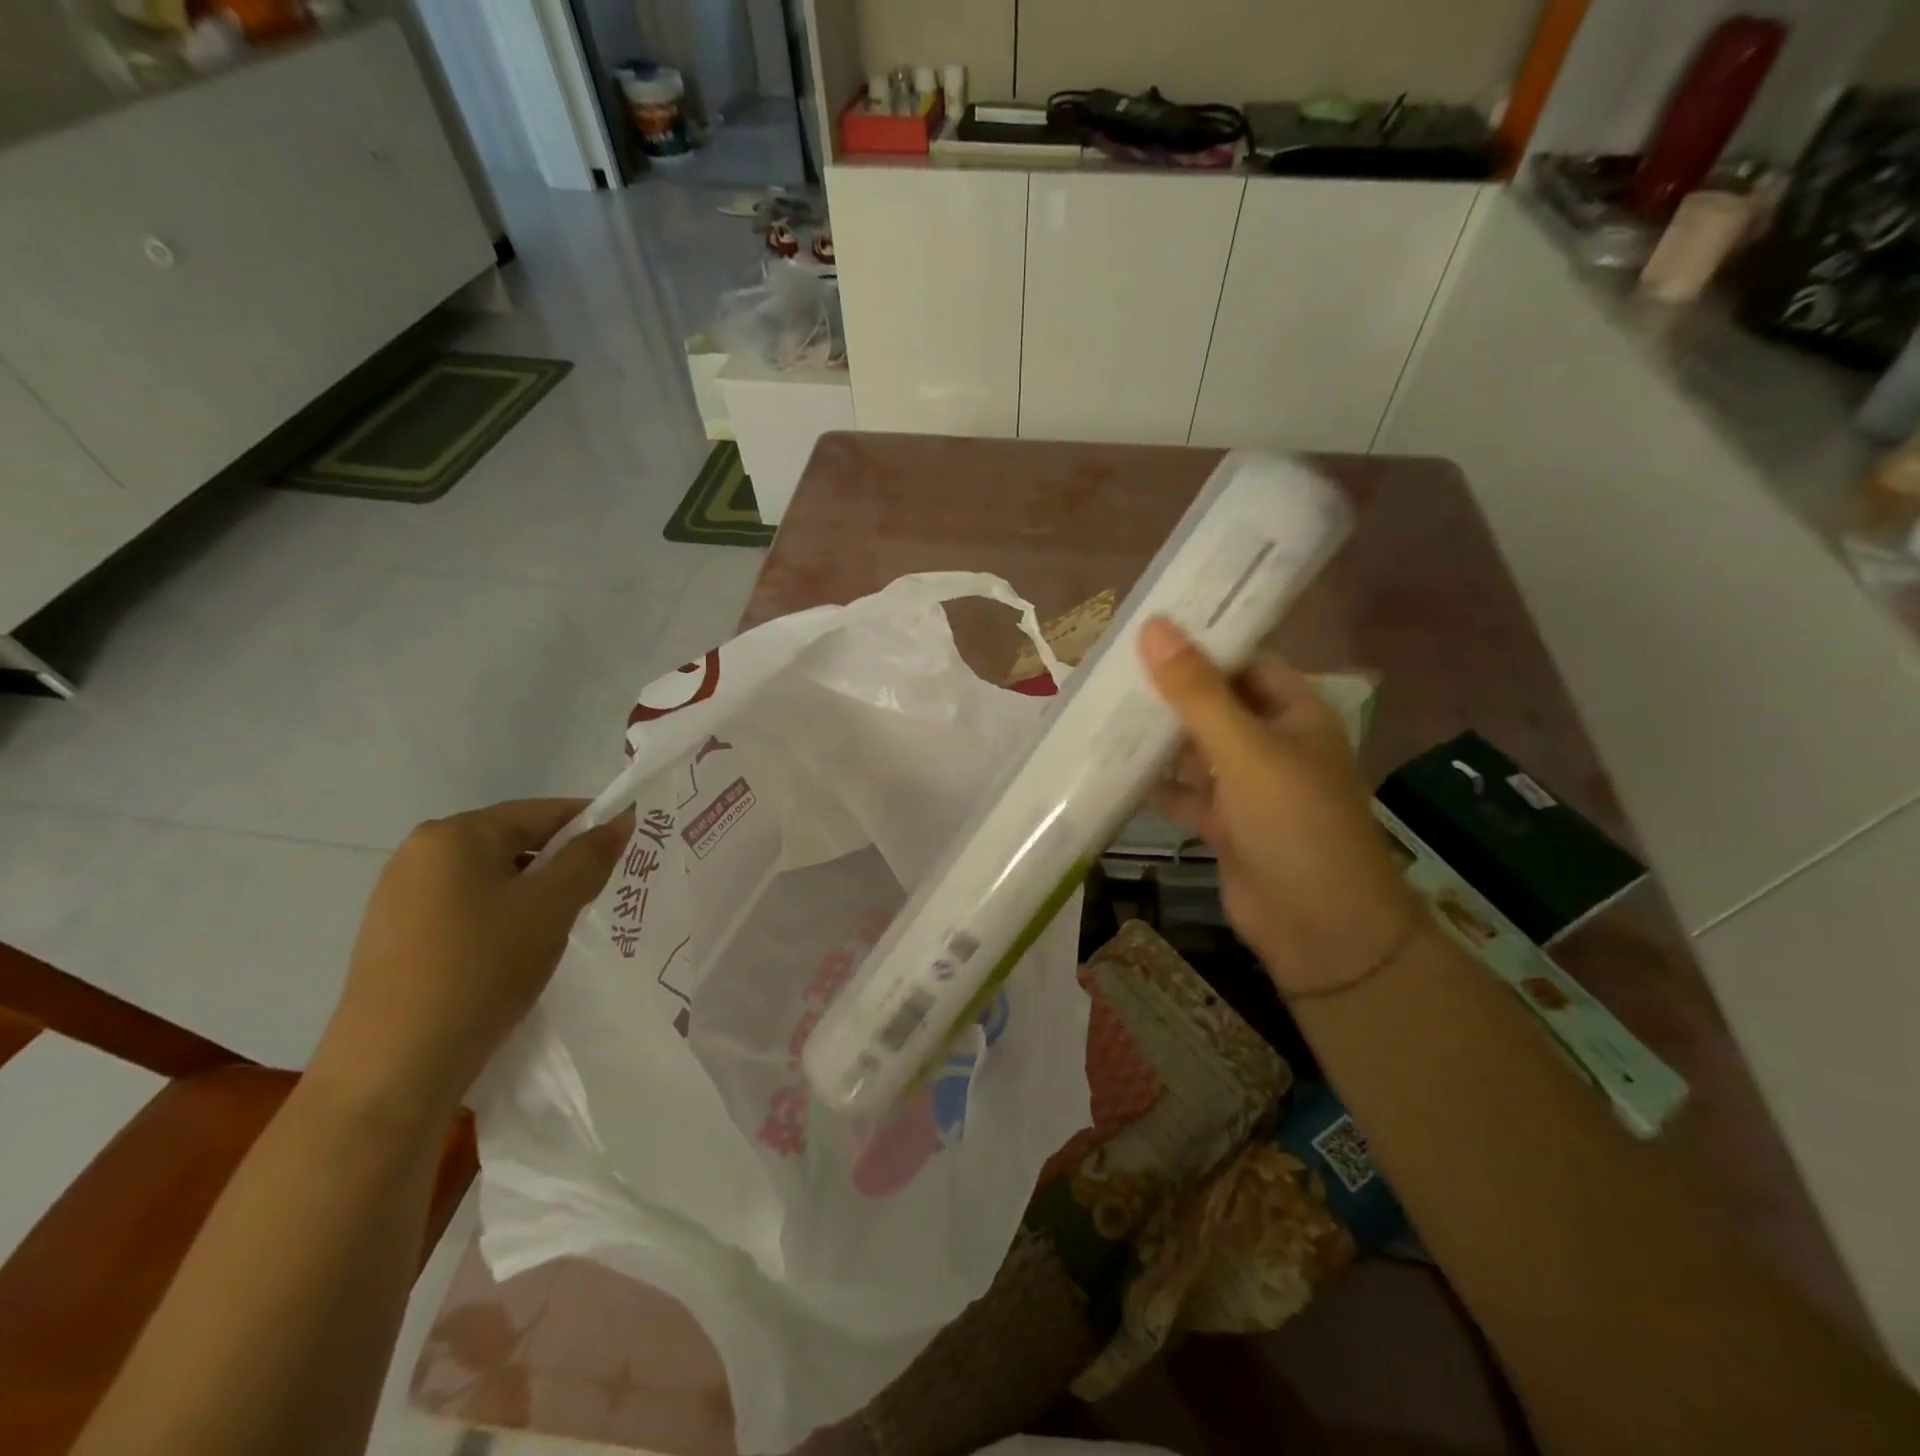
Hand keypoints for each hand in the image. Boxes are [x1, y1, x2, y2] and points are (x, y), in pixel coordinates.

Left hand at [310, 799, 632, 1124]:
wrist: (395, 1067)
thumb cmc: (482, 968)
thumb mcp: (552, 906)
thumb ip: (591, 856)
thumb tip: (621, 818)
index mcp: (454, 834)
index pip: (542, 811)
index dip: (590, 825)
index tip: (625, 852)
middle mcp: (419, 853)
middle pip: (513, 842)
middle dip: (560, 864)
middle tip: (595, 897)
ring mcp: (399, 896)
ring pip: (491, 878)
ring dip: (531, 894)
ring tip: (556, 930)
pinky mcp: (393, 936)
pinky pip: (465, 908)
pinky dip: (499, 918)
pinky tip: (512, 955)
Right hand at [1139, 619, 1422, 995]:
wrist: (1321, 929)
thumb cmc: (1295, 825)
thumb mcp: (1245, 750)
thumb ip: (1197, 692)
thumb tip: (1154, 627)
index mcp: (1294, 712)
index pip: (1243, 661)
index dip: (1198, 644)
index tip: (1143, 631)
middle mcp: (1273, 742)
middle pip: (1214, 703)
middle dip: (1168, 691)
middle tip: (1108, 669)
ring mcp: (1249, 786)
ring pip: (1196, 749)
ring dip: (1158, 737)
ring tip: (1100, 711)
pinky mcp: (1226, 824)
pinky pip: (1186, 793)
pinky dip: (1157, 784)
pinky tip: (1113, 770)